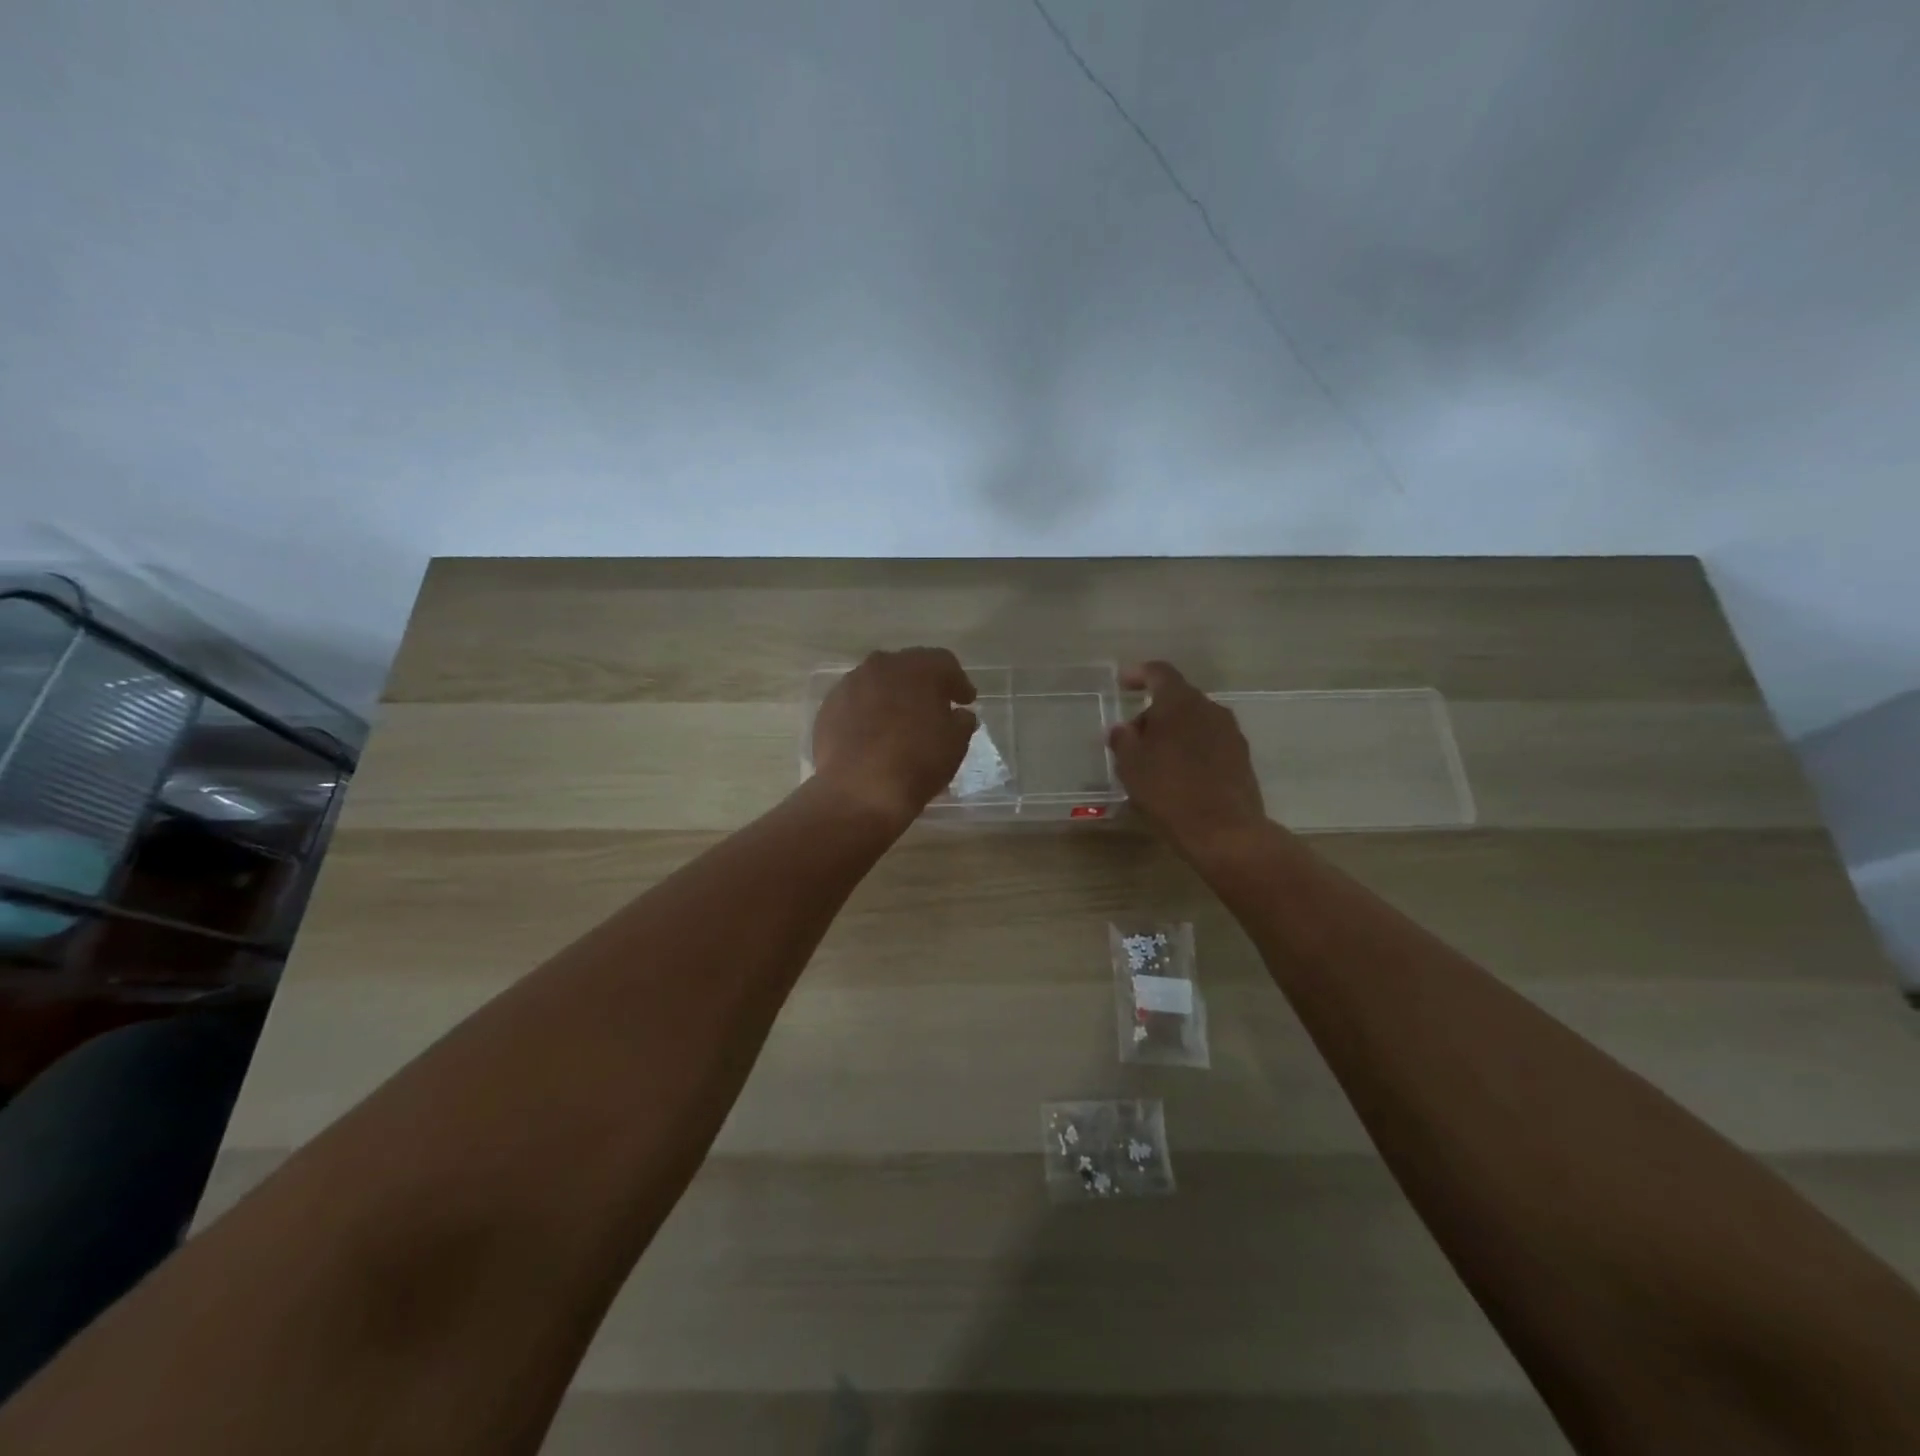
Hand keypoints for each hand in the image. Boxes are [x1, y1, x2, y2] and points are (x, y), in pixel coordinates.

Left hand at [810, 648, 976, 828]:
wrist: (858, 790)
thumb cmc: (916, 762)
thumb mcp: (955, 744)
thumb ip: (961, 722)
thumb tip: (958, 715)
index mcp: (918, 668)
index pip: (945, 663)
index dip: (958, 682)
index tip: (966, 701)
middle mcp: (883, 665)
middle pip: (909, 667)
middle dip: (923, 685)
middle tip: (935, 707)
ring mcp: (850, 684)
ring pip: (878, 682)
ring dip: (892, 696)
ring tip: (901, 721)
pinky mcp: (828, 706)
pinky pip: (856, 701)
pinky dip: (868, 711)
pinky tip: (873, 734)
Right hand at [1108, 660, 1266, 857]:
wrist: (1225, 831)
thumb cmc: (1168, 791)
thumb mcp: (1131, 765)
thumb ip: (1123, 739)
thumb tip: (1123, 728)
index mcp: (1180, 702)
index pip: (1159, 672)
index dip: (1139, 674)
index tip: (1123, 682)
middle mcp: (1209, 708)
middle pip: (1177, 698)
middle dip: (1154, 713)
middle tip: (1133, 738)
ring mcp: (1230, 732)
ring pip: (1195, 721)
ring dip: (1174, 732)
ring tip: (1155, 760)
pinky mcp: (1242, 756)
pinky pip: (1209, 741)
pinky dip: (1191, 749)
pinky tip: (1179, 775)